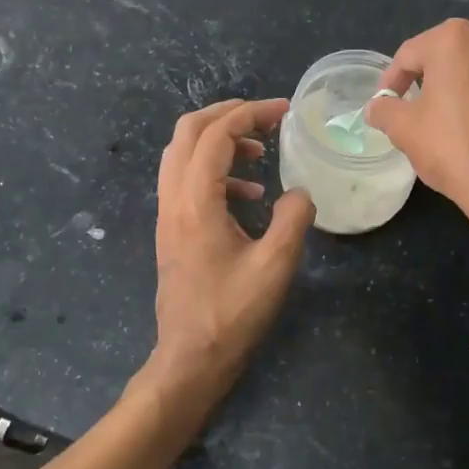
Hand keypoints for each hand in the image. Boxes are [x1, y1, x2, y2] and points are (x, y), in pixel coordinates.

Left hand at [149, 98, 314, 398]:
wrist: (191, 357)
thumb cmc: (233, 314)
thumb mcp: (275, 266)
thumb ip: (293, 219)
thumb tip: (301, 192)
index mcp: (196, 202)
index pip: (216, 135)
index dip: (251, 114)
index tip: (285, 111)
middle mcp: (173, 200)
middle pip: (187, 132)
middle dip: (227, 115)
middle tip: (265, 118)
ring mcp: (168, 215)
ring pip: (181, 154)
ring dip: (218, 141)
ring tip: (260, 152)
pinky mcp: (171, 231)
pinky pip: (186, 180)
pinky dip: (215, 170)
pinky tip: (248, 194)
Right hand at [368, 19, 468, 267]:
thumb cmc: (456, 152)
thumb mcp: (405, 132)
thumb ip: (385, 110)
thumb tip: (378, 106)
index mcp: (457, 41)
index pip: (411, 54)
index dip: (393, 80)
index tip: (388, 104)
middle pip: (455, 59)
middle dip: (438, 82)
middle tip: (427, 116)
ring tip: (468, 129)